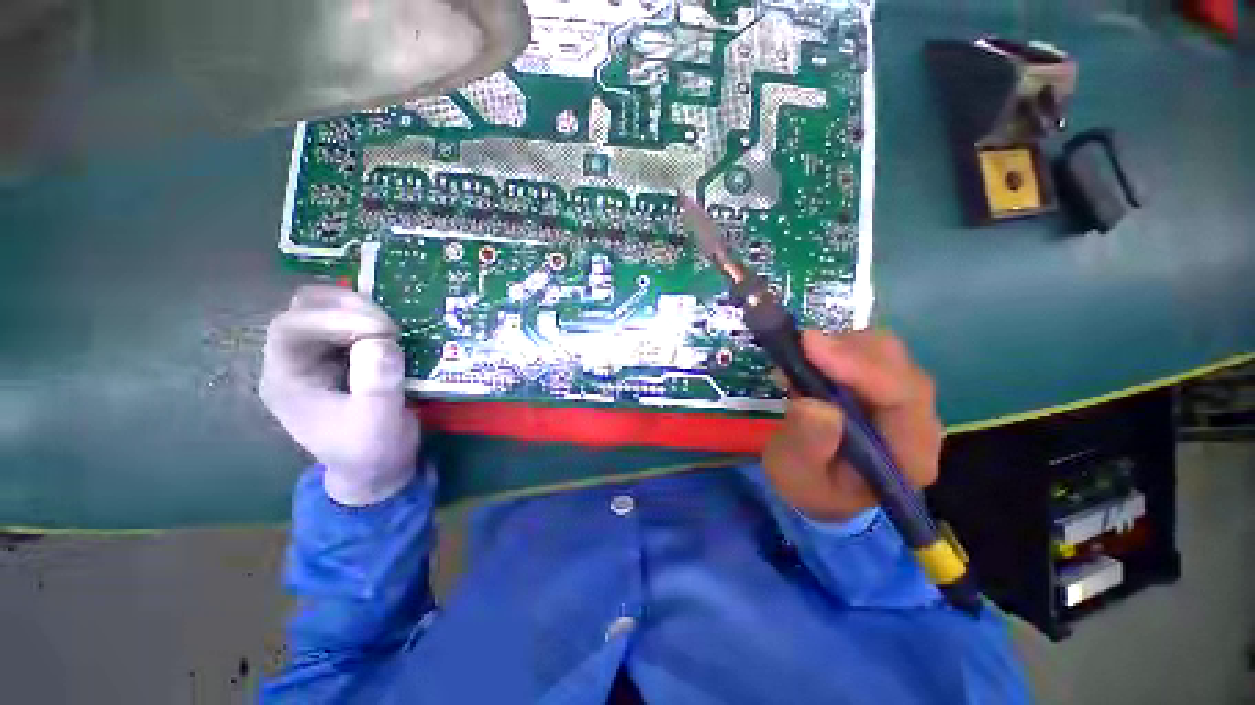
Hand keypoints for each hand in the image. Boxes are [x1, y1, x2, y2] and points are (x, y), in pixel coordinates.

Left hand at [259, 285, 419, 505]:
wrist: (377, 468)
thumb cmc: (371, 450)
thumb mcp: (378, 422)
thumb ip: (377, 384)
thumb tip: (381, 341)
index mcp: (287, 379)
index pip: (292, 328)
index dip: (335, 319)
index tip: (384, 331)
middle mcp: (295, 360)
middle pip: (304, 308)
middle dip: (347, 308)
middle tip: (389, 327)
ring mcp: (318, 356)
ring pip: (327, 308)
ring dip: (361, 309)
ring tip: (393, 331)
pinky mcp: (343, 355)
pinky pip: (351, 320)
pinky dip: (372, 317)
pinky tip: (393, 333)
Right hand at [762, 331, 943, 522]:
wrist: (819, 485)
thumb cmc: (809, 484)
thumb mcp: (794, 473)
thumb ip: (807, 444)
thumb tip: (815, 404)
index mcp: (909, 456)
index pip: (903, 399)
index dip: (860, 367)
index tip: (810, 346)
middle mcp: (917, 422)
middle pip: (899, 366)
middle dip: (848, 351)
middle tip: (800, 349)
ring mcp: (902, 399)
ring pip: (885, 351)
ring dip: (839, 347)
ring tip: (801, 363)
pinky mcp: (883, 384)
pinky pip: (867, 351)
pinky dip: (836, 347)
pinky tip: (810, 362)